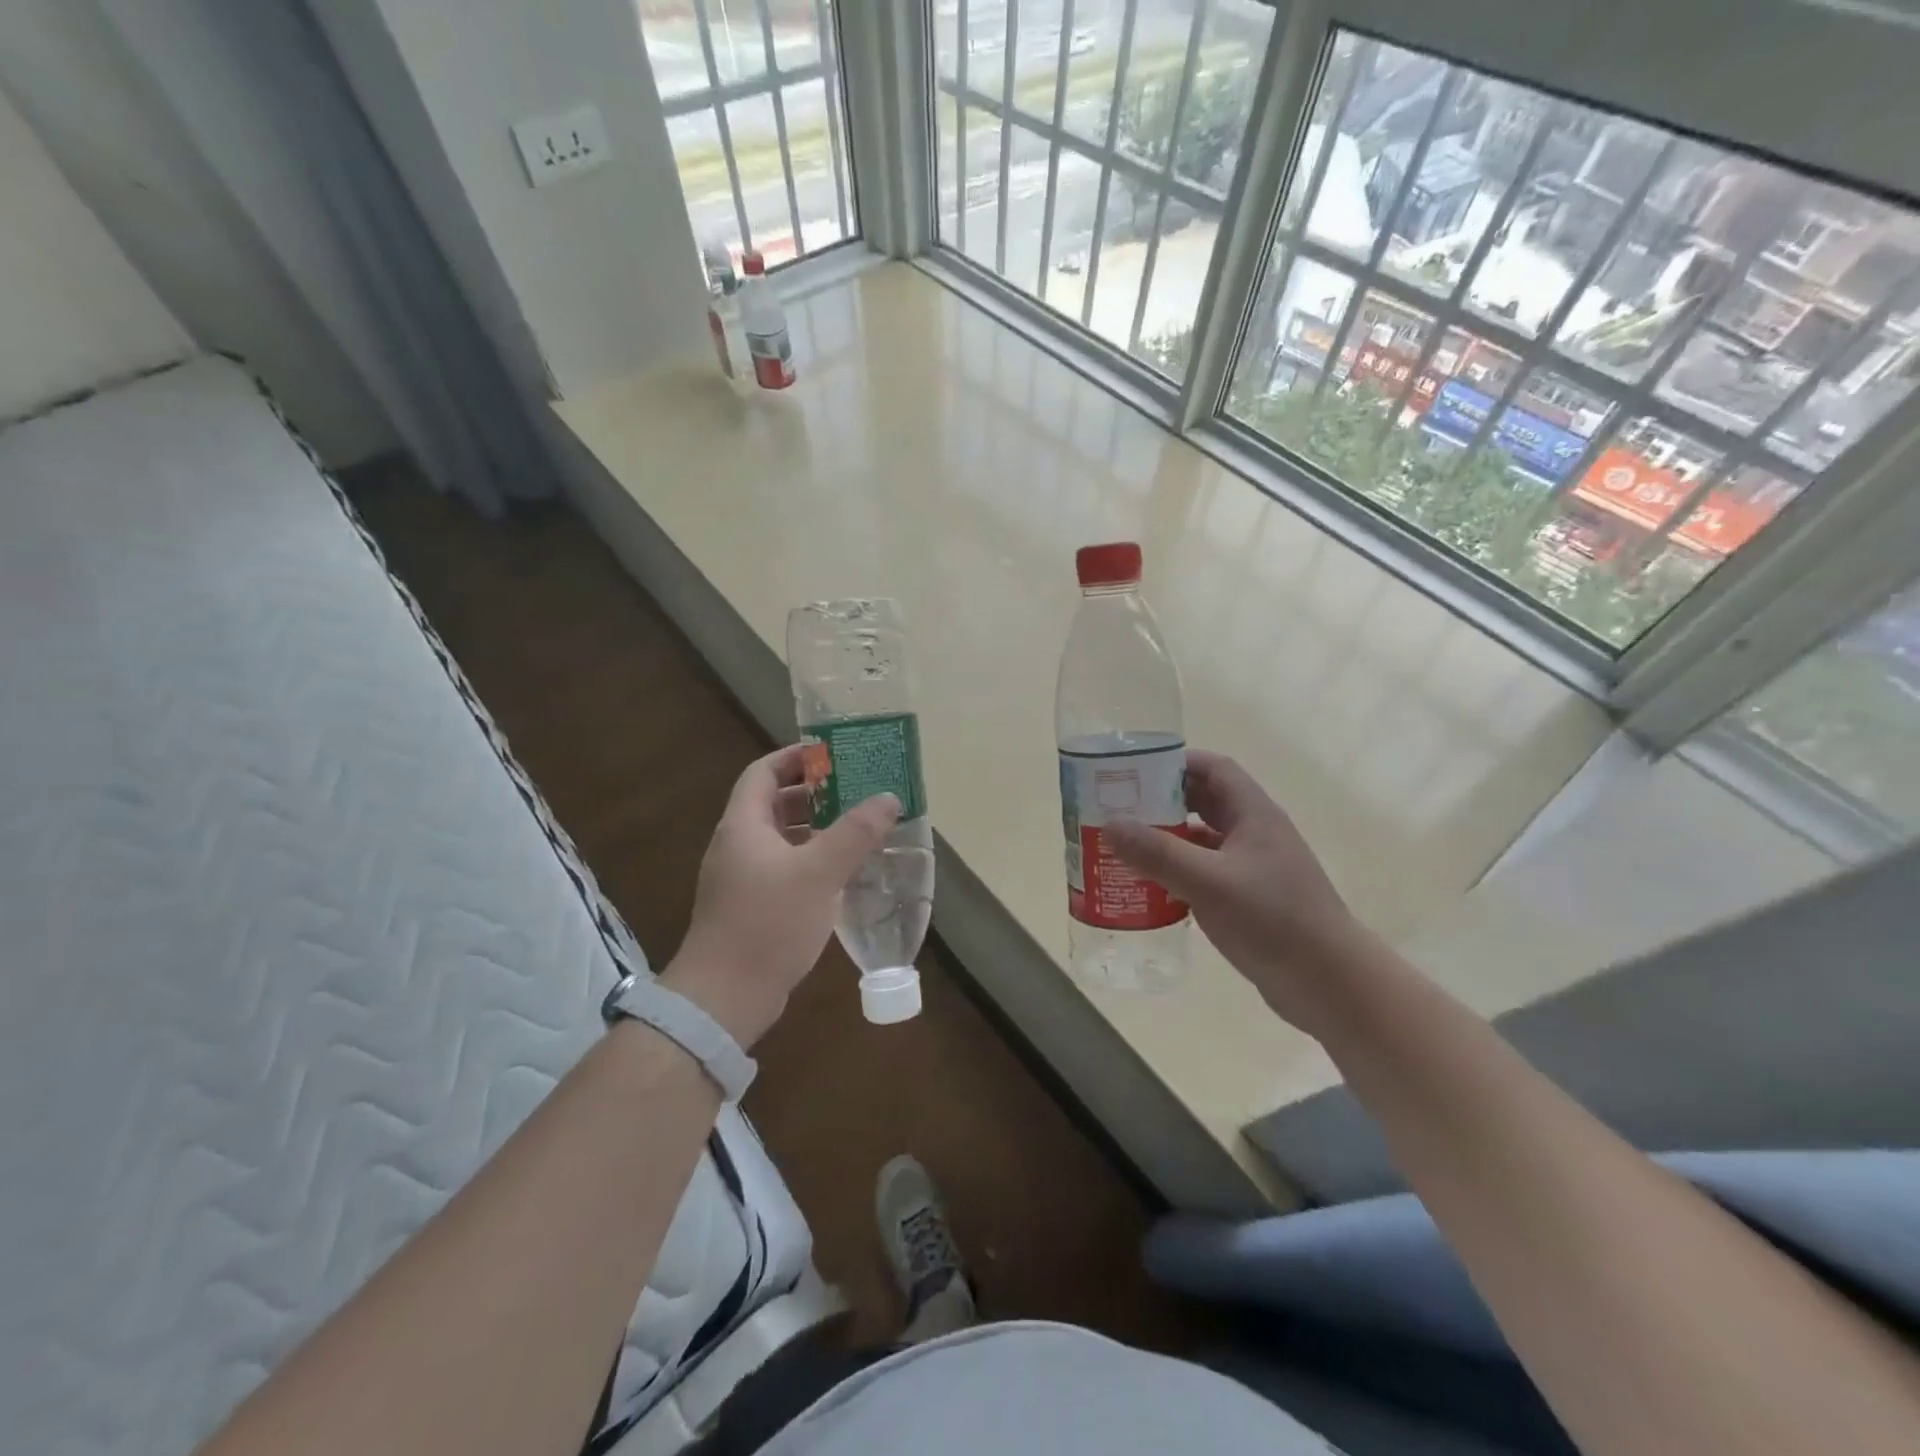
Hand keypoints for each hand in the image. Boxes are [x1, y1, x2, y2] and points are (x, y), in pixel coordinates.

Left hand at [663, 744, 899, 1047]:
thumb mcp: (818, 873)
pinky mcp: (751, 906)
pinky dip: (811, 860)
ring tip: (856, 827)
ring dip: (815, 828)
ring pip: (781, 838)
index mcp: (744, 826)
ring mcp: (742, 878)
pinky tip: (841, 873)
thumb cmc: (768, 923)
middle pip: (773, 804)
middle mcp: (737, 845)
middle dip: (813, 793)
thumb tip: (888, 797)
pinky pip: (783, 868)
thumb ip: (855, 833)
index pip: (763, 772)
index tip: (832, 753)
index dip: (794, 757)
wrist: (724, 997)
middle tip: (855, 789)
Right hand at [1106, 750, 1359, 1032]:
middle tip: (1118, 809)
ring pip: (1202, 840)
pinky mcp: (1248, 899)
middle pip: (1204, 801)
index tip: (1133, 771)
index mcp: (1253, 814)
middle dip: (1162, 801)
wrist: (1329, 983)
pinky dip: (1177, 873)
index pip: (1213, 768)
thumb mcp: (1209, 882)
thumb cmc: (1273, 920)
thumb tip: (1109, 824)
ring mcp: (1252, 867)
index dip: (1175, 763)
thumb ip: (1158, 853)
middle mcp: (1254, 833)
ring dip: (1167, 839)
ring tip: (1124, 847)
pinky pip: (1204, 872)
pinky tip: (1150, 888)